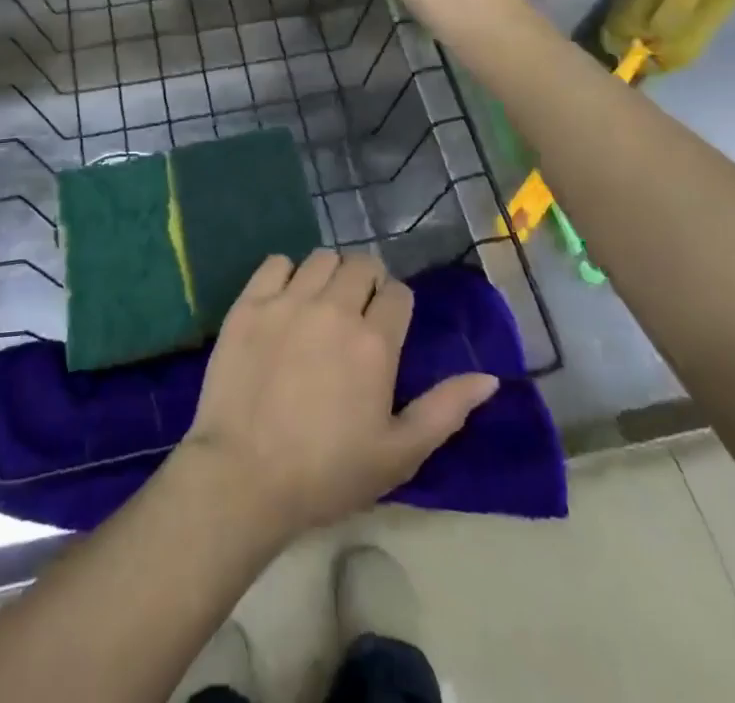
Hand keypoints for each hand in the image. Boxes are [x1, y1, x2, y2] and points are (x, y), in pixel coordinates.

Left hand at [177, 250, 497, 543]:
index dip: (396, 306)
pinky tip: (285, 301)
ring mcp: (288, 301)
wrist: (244, 475)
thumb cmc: (327, 473)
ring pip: (321, 258)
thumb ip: (446, 410)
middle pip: (362, 264)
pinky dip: (286, 274)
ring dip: (330, 274)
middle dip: (367, 281)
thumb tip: (489, 378)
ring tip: (322, 303)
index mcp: (375, 342)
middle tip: (357, 312)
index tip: (387, 326)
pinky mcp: (250, 302)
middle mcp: (335, 308)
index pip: (398, 293)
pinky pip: (276, 263)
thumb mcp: (398, 454)